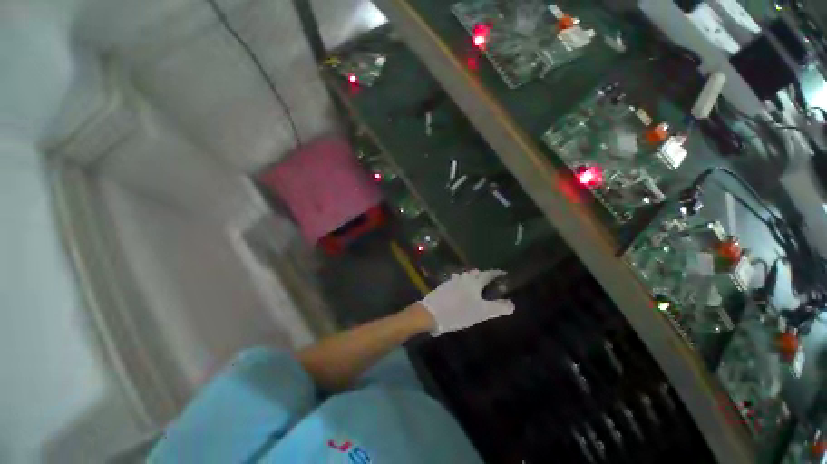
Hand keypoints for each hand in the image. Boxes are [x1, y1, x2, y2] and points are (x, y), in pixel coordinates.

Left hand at [420, 269, 514, 335]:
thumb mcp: (481, 312)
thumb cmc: (459, 312)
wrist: (431, 313)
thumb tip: (512, 304)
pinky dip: (461, 283)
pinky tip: (459, 290)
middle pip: (475, 273)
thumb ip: (498, 307)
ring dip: (471, 279)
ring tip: (475, 286)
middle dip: (483, 275)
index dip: (497, 273)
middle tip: (490, 282)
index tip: (504, 274)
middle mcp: (463, 278)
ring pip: (464, 277)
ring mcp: (451, 281)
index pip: (489, 274)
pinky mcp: (443, 286)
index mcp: (474, 281)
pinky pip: (455, 281)